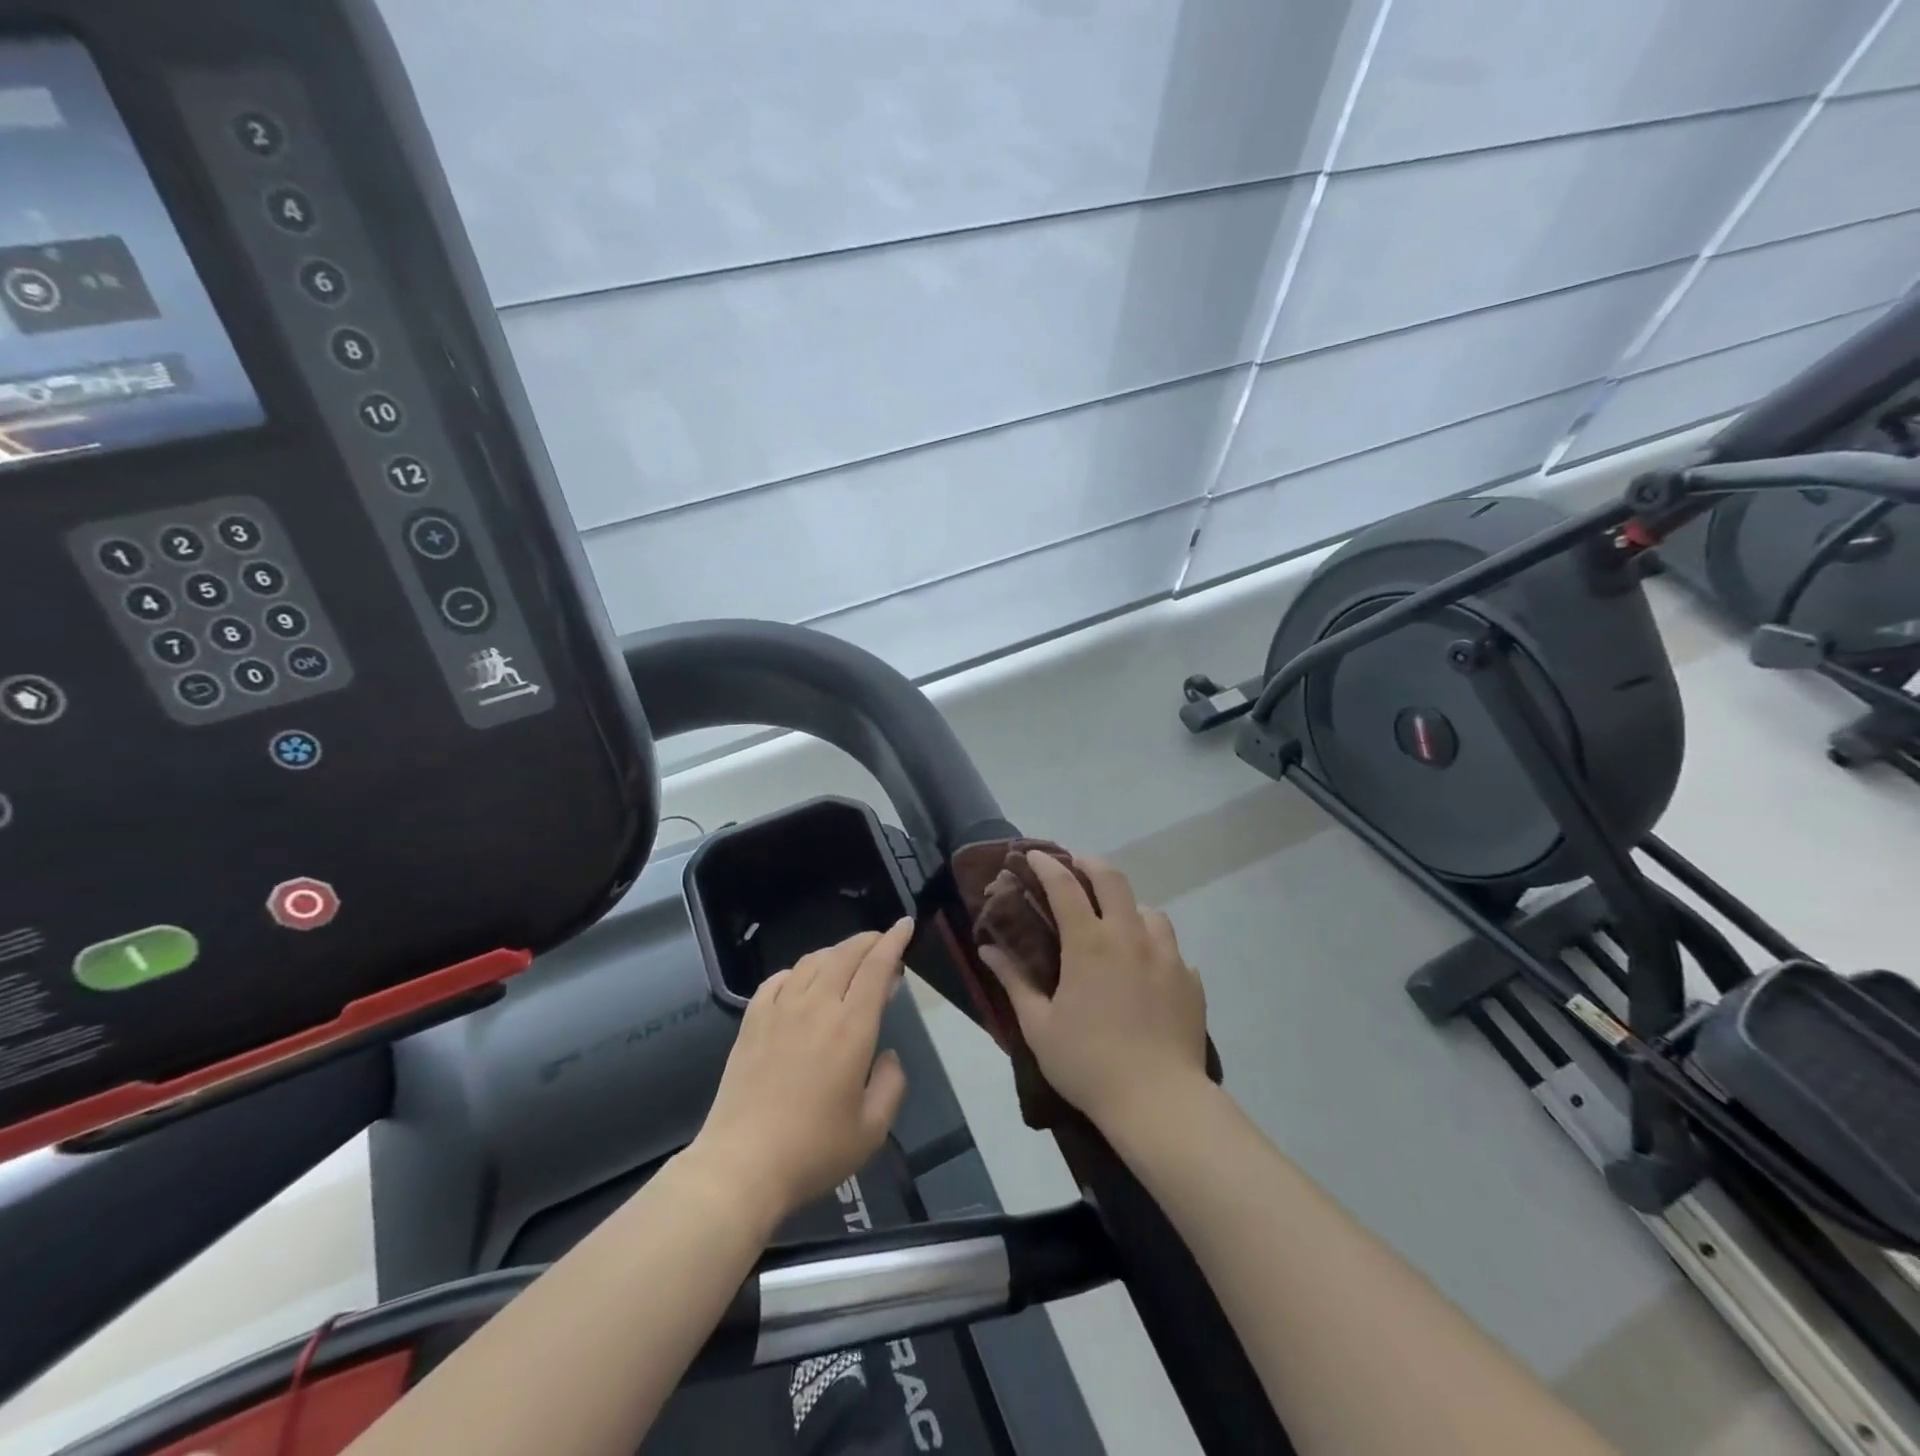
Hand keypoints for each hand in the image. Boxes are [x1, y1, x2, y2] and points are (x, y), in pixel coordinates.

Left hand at [691, 919, 912, 1223]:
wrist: (741, 1166)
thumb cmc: (813, 1150)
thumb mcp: (872, 1128)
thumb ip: (891, 1084)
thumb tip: (887, 1055)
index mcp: (851, 1027)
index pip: (877, 967)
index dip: (894, 941)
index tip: (905, 924)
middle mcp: (816, 1007)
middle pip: (845, 955)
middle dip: (869, 940)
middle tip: (883, 942)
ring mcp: (779, 1011)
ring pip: (811, 961)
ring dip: (836, 953)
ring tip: (848, 961)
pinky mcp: (751, 1022)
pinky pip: (777, 980)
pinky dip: (797, 971)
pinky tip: (801, 982)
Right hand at [979, 854, 1208, 1132]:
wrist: (1159, 1101)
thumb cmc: (1088, 1062)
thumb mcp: (1038, 1025)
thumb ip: (1014, 980)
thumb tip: (989, 948)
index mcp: (1089, 943)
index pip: (1065, 886)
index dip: (1047, 865)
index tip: (1033, 855)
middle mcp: (1130, 936)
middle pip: (1113, 879)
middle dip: (1090, 865)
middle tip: (1076, 869)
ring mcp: (1166, 955)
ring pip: (1149, 911)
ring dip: (1128, 907)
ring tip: (1116, 925)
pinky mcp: (1190, 980)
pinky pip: (1170, 949)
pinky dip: (1154, 947)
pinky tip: (1146, 971)